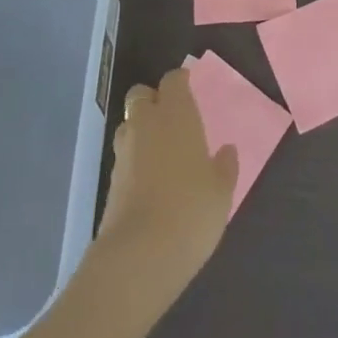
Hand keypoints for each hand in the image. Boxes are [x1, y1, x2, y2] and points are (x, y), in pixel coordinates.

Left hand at [96, 69, 237, 291]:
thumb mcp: (221, 192)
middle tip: (171, 117)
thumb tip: (227, 151)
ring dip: (140, 129)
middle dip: (152, 99)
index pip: (173, 81)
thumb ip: (225, 166)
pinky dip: (134, 159)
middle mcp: (146, 124)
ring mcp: (124, 152)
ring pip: (128, 124)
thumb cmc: (190, 212)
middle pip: (141, 94)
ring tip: (158, 150)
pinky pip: (123, 156)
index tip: (189, 86)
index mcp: (176, 114)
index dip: (180, 81)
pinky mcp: (110, 181)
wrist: (138, 256)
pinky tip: (148, 180)